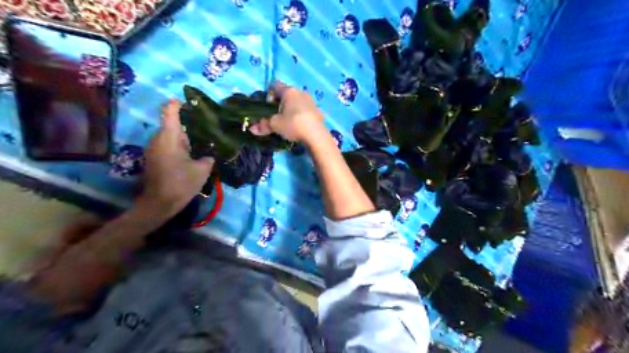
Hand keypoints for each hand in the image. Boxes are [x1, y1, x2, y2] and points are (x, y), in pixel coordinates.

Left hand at [137, 99, 215, 216]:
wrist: (159, 204)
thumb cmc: (181, 183)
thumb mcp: (202, 169)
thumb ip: (208, 157)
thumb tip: (210, 153)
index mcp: (169, 137)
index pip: (169, 111)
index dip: (178, 103)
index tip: (191, 103)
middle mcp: (158, 138)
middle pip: (172, 124)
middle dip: (189, 125)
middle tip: (207, 129)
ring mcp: (154, 148)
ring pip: (171, 136)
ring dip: (185, 137)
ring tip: (202, 143)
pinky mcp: (154, 158)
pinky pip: (168, 145)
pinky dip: (179, 146)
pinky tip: (192, 155)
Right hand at [250, 81, 326, 144]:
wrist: (317, 136)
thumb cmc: (293, 125)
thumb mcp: (275, 125)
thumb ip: (263, 125)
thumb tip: (251, 129)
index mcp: (289, 91)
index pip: (275, 85)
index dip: (269, 95)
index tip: (267, 108)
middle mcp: (301, 92)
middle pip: (286, 94)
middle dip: (280, 104)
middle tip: (276, 117)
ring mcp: (311, 101)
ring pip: (296, 102)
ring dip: (290, 110)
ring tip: (287, 123)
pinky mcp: (318, 111)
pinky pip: (305, 110)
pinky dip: (300, 116)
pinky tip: (299, 127)